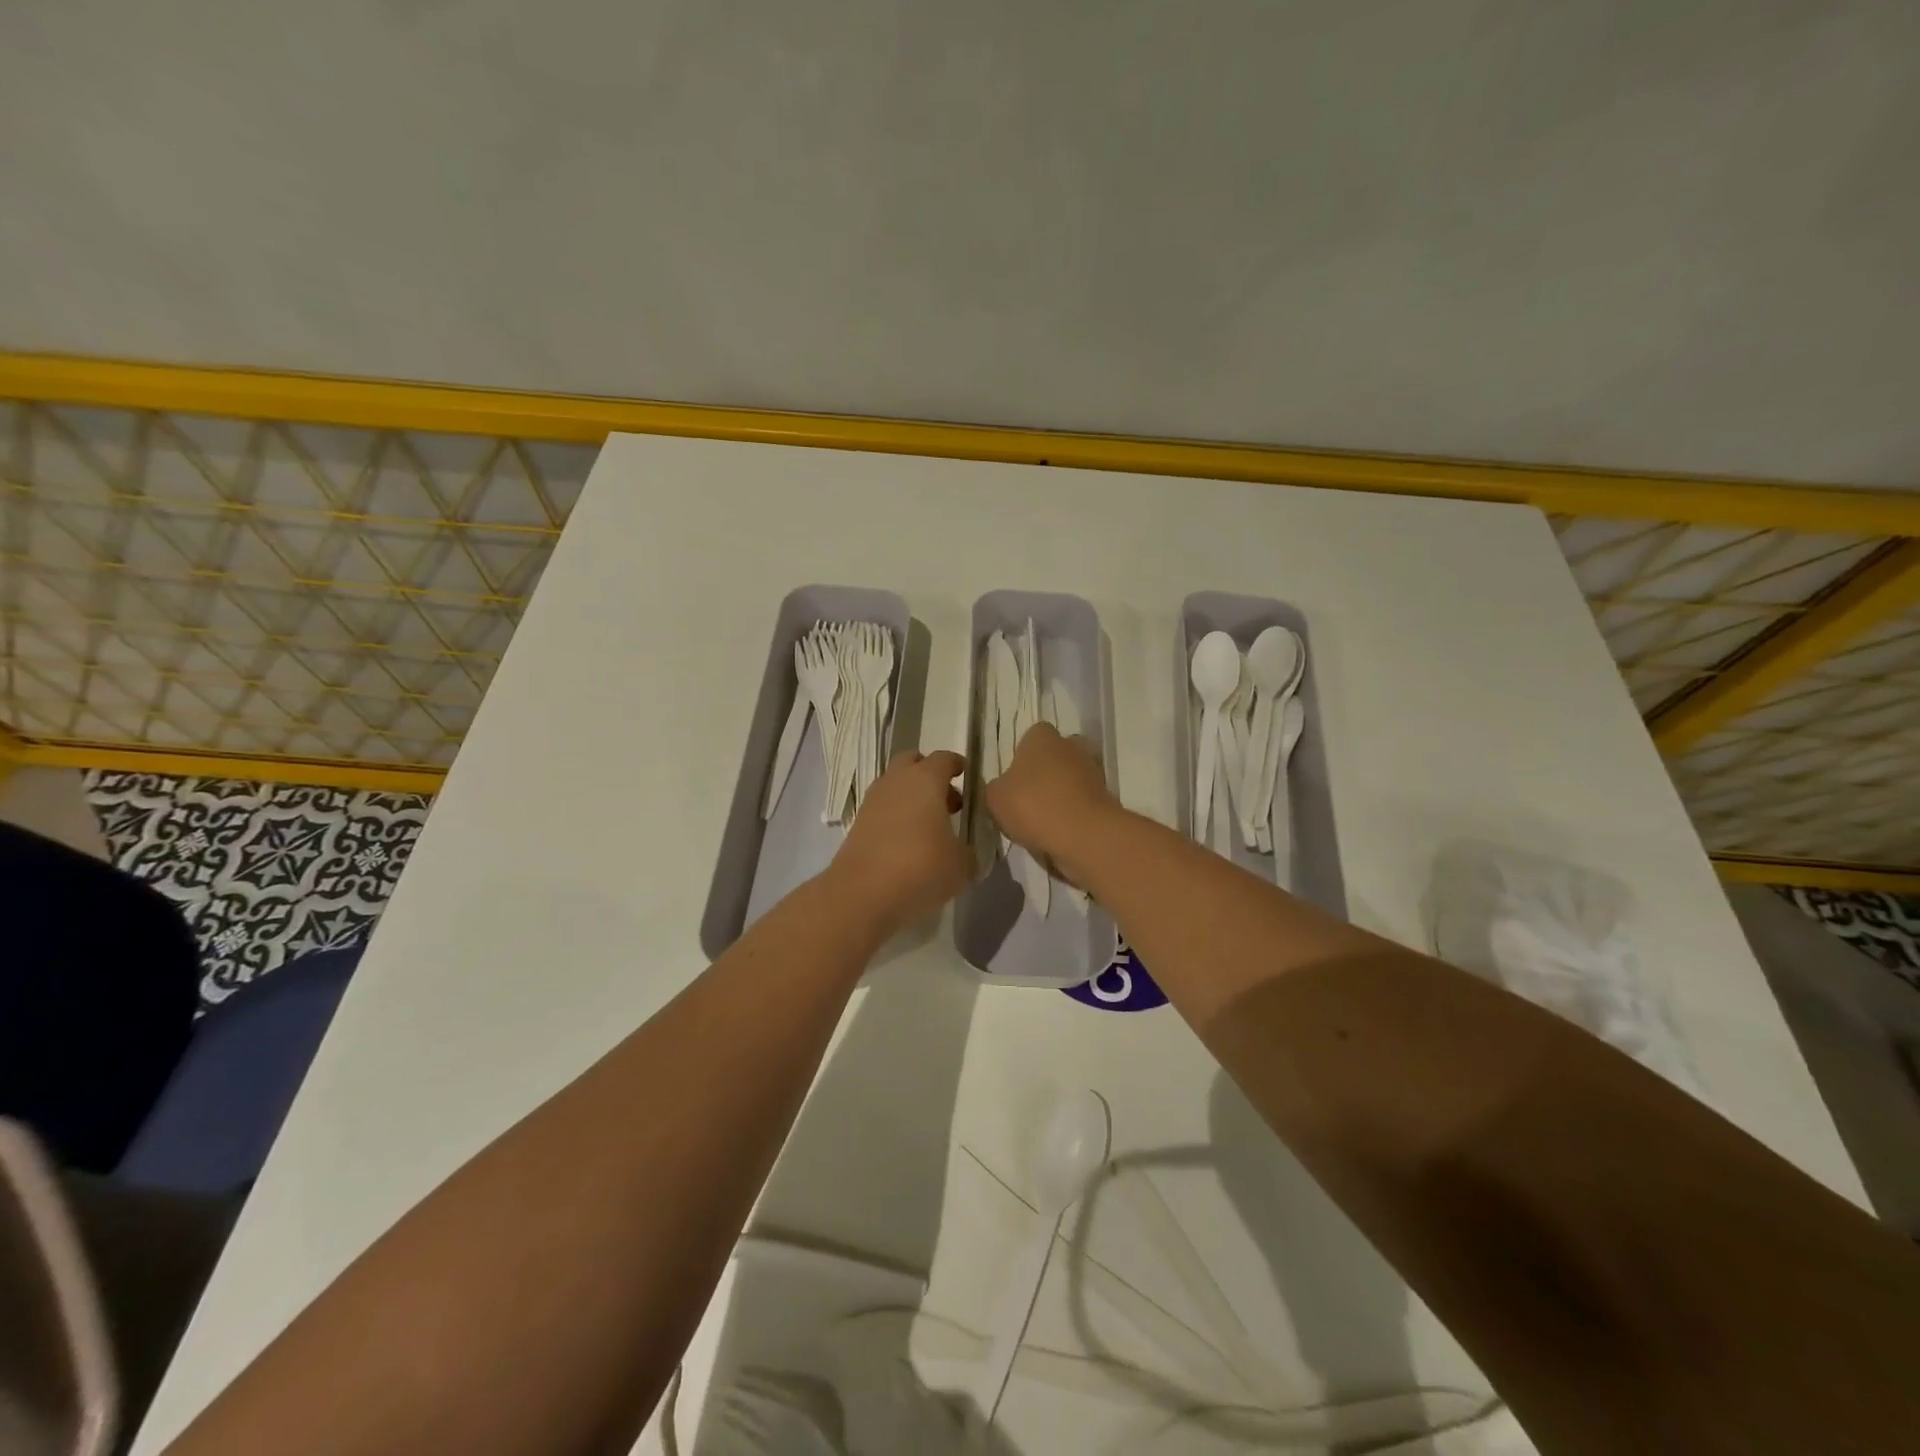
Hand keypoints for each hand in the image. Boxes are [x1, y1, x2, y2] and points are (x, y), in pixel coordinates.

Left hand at [829, 750, 970, 934]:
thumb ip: (967, 852)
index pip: (944, 759)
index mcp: (925, 779)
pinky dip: (896, 817)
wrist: (862, 894)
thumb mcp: (961, 865)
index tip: (967, 777)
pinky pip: (883, 810)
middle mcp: (896, 782)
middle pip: (912, 763)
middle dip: (929, 775)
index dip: (957, 765)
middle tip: (947, 801)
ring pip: (895, 786)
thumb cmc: (920, 867)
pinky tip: (909, 843)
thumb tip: (963, 852)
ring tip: (930, 827)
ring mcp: (872, 802)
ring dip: (911, 797)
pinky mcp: (858, 824)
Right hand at [984, 724, 1119, 883]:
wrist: (1083, 834)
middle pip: (1057, 754)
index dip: (1023, 756)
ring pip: (1073, 778)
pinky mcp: (1107, 797)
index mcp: (1042, 736)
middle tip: (1030, 798)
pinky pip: (1084, 801)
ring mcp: (1094, 770)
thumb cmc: (1032, 805)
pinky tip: (1060, 832)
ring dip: (1062, 793)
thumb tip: (1002, 788)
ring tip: (1044, 820)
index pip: (1032, 736)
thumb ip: (996, 788)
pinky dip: (1075, 812)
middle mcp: (1071, 745)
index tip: (1015, 779)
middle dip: (1047, 772)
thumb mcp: (995, 798)